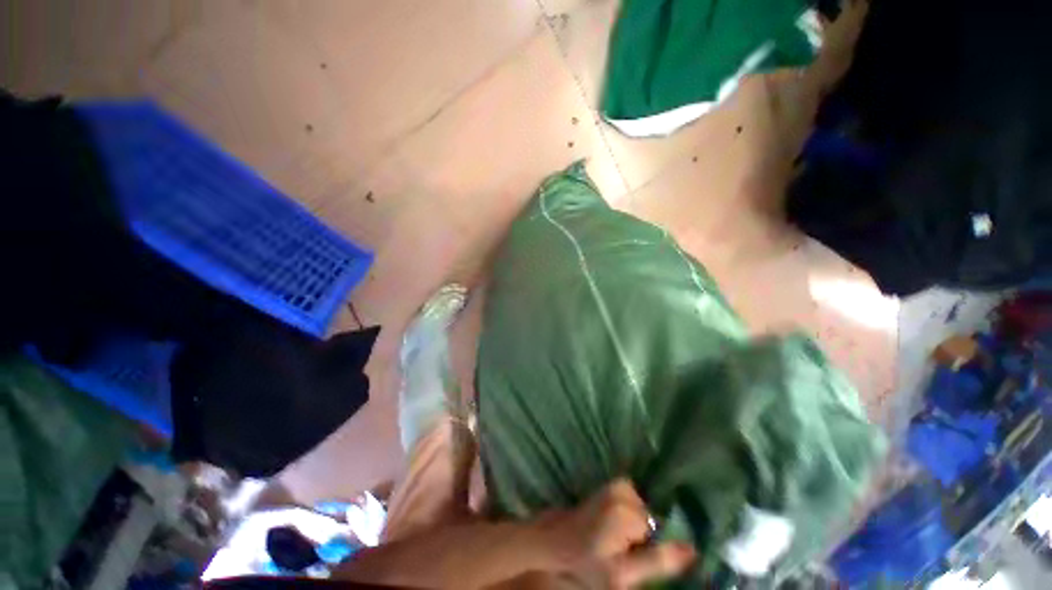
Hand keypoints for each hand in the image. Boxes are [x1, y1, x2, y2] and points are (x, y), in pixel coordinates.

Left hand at [542, 479, 695, 587]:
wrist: (553, 544)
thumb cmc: (584, 563)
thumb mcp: (623, 573)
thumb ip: (657, 560)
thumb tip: (693, 549)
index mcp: (627, 510)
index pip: (662, 529)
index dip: (654, 547)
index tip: (636, 557)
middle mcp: (622, 489)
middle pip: (652, 516)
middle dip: (645, 535)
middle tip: (624, 551)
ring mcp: (615, 486)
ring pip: (642, 510)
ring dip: (637, 527)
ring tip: (616, 541)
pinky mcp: (609, 488)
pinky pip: (632, 501)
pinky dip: (630, 515)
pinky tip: (614, 531)